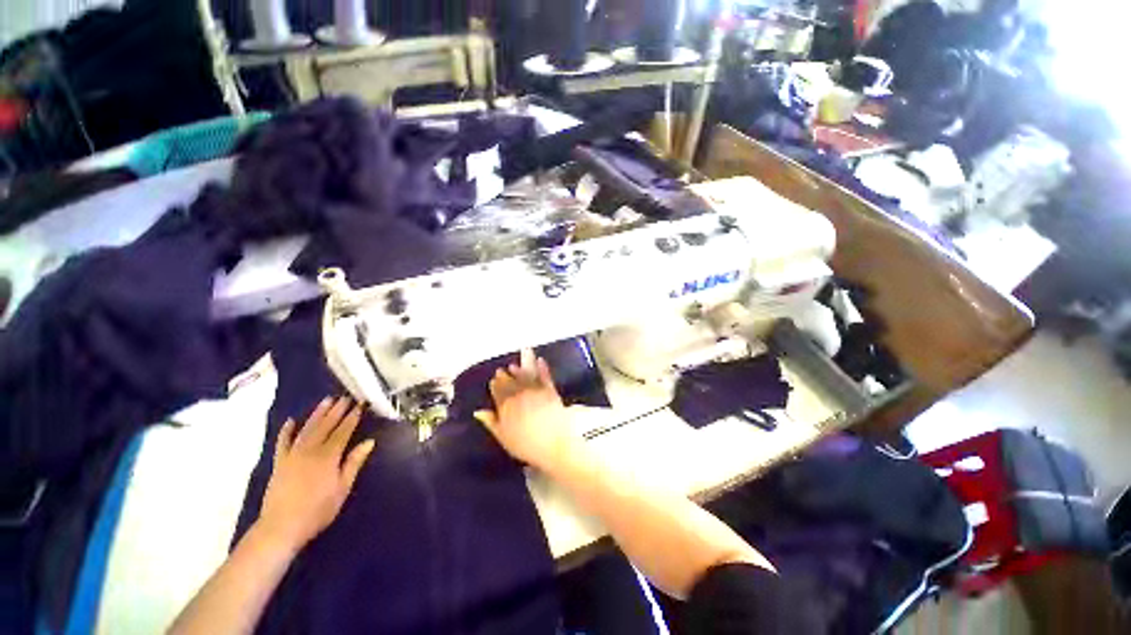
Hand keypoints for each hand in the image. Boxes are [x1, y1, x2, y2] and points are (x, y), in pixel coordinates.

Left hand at [256, 397, 374, 551]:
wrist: (281, 527)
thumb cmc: (318, 510)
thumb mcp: (342, 488)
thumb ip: (354, 463)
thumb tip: (369, 442)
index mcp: (328, 456)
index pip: (343, 431)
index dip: (352, 417)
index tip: (360, 404)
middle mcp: (310, 450)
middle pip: (326, 426)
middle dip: (337, 410)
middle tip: (346, 397)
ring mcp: (292, 455)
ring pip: (307, 429)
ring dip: (317, 414)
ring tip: (326, 400)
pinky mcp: (279, 463)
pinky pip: (282, 443)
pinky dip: (286, 431)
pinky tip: (291, 421)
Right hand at [474, 349, 580, 469]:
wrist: (554, 440)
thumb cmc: (526, 444)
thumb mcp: (503, 437)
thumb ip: (491, 422)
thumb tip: (478, 412)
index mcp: (506, 405)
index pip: (498, 392)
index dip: (495, 385)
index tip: (493, 380)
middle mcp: (519, 394)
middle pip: (510, 382)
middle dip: (505, 376)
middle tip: (501, 370)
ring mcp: (535, 390)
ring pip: (524, 375)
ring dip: (519, 368)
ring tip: (515, 365)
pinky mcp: (550, 389)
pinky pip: (544, 375)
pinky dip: (542, 367)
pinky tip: (540, 360)